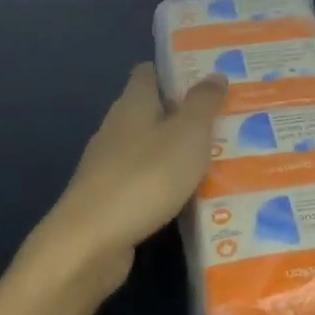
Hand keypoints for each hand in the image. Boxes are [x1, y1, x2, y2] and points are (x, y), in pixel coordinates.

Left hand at [33, 63, 227, 299]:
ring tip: (216, 158)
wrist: (90, 242)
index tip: (207, 77)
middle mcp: (117, 127)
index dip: (175, 71)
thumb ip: (203, 103)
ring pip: (149, 147)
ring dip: (176, 151)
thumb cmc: (145, 176)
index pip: (149, 72)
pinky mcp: (108, 199)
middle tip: (223, 119)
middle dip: (183, 113)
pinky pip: (144, 180)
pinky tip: (189, 196)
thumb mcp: (188, 134)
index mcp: (133, 103)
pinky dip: (165, 183)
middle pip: (151, 110)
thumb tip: (215, 74)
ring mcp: (108, 165)